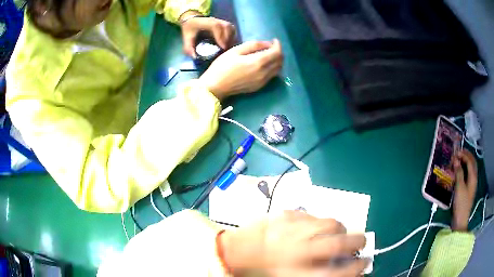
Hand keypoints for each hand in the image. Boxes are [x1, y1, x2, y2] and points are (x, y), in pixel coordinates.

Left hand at [180, 13, 235, 57]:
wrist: (192, 20)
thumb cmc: (190, 29)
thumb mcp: (186, 37)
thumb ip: (189, 47)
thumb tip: (194, 57)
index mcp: (206, 22)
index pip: (216, 26)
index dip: (220, 36)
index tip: (222, 47)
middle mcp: (215, 20)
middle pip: (226, 27)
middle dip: (228, 39)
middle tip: (226, 50)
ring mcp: (221, 21)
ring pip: (231, 28)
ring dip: (231, 38)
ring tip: (228, 47)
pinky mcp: (224, 23)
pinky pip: (232, 29)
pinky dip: (232, 36)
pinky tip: (229, 43)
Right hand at [198, 40, 283, 99]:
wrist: (215, 87)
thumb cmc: (222, 66)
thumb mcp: (235, 50)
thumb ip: (254, 45)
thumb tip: (268, 44)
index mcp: (258, 62)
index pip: (277, 53)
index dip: (278, 45)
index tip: (274, 40)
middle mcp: (264, 73)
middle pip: (280, 62)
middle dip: (279, 52)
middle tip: (272, 47)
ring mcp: (263, 82)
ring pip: (278, 70)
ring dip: (277, 61)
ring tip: (269, 55)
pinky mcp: (259, 87)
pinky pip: (272, 76)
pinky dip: (273, 68)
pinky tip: (265, 64)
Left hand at [219, 211, 367, 276]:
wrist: (234, 251)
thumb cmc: (262, 271)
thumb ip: (320, 273)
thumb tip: (343, 266)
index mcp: (298, 273)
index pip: (339, 273)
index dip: (358, 267)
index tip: (366, 262)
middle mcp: (298, 251)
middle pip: (340, 244)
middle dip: (358, 242)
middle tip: (362, 241)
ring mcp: (292, 229)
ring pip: (330, 223)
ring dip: (340, 228)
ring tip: (338, 232)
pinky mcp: (285, 214)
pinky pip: (312, 215)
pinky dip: (318, 221)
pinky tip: (312, 227)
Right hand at [451, 149, 477, 230]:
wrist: (461, 220)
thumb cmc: (461, 204)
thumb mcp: (459, 188)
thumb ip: (458, 173)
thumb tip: (455, 160)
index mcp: (473, 176)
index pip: (469, 160)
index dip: (463, 155)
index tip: (455, 152)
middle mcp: (474, 178)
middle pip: (472, 162)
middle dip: (466, 155)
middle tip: (459, 152)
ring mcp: (472, 183)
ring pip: (471, 168)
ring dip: (466, 161)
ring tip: (459, 159)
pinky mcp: (469, 188)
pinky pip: (468, 174)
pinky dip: (465, 168)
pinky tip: (460, 170)